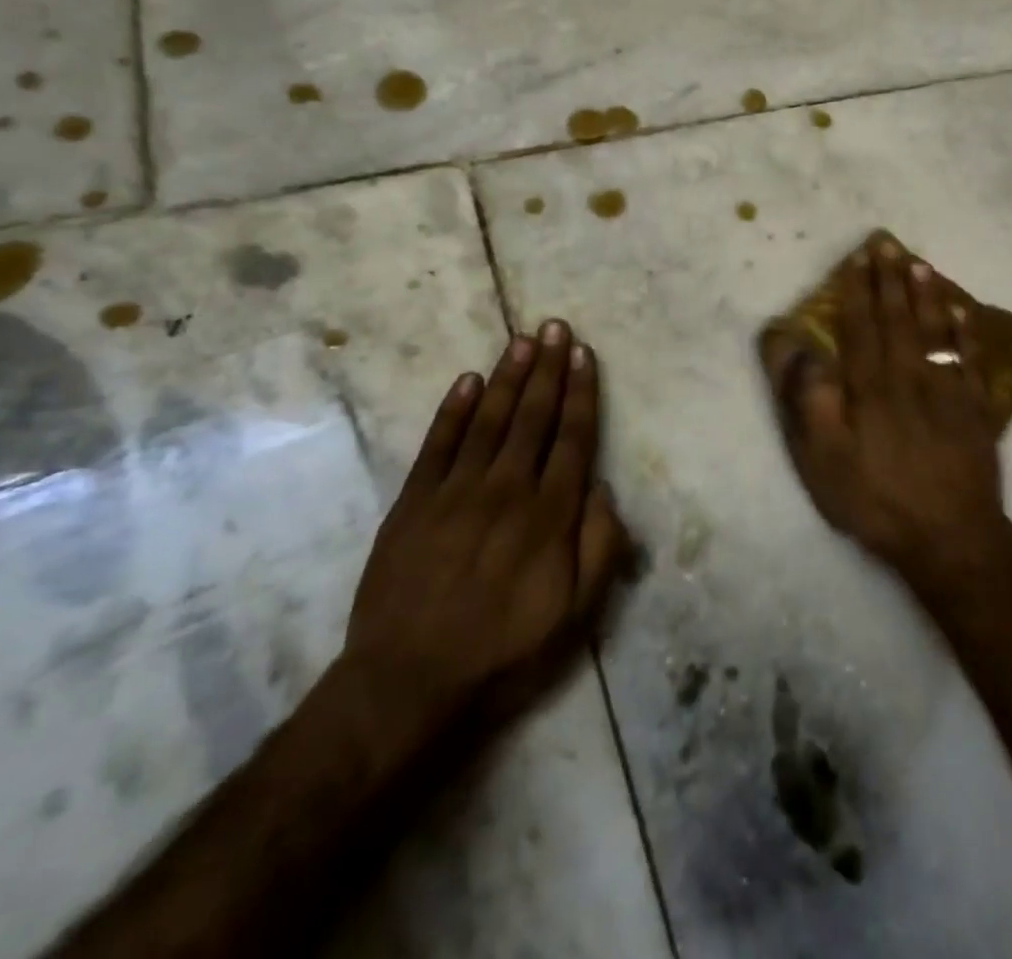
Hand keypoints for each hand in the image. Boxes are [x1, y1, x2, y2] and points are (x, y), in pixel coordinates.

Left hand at [344, 322, 627, 740]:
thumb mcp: (575, 614)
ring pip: (489, 420)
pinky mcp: (414, 503)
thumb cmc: (503, 652)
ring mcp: (456, 492)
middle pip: (533, 416)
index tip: (583, 354)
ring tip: (521, 339)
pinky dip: (453, 410)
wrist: (407, 685)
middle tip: (554, 326)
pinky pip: (437, 445)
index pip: (572, 438)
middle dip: (547, 368)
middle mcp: (506, 489)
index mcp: (549, 515)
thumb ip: (599, 547)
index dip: (580, 393)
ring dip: (507, 376)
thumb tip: (604, 490)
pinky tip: (467, 381)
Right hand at [765, 237, 1004, 575]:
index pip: (861, 326)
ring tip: (920, 264)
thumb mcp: (824, 458)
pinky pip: (972, 360)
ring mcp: (948, 391)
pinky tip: (964, 313)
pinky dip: (967, 333)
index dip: (857, 291)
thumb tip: (793, 346)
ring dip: (927, 295)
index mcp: (872, 386)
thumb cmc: (876, 498)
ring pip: (936, 331)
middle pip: (899, 319)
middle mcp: (911, 377)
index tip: (857, 258)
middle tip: (888, 244)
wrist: (949, 537)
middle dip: (890, 280)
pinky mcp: (976, 410)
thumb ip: (809, 398)